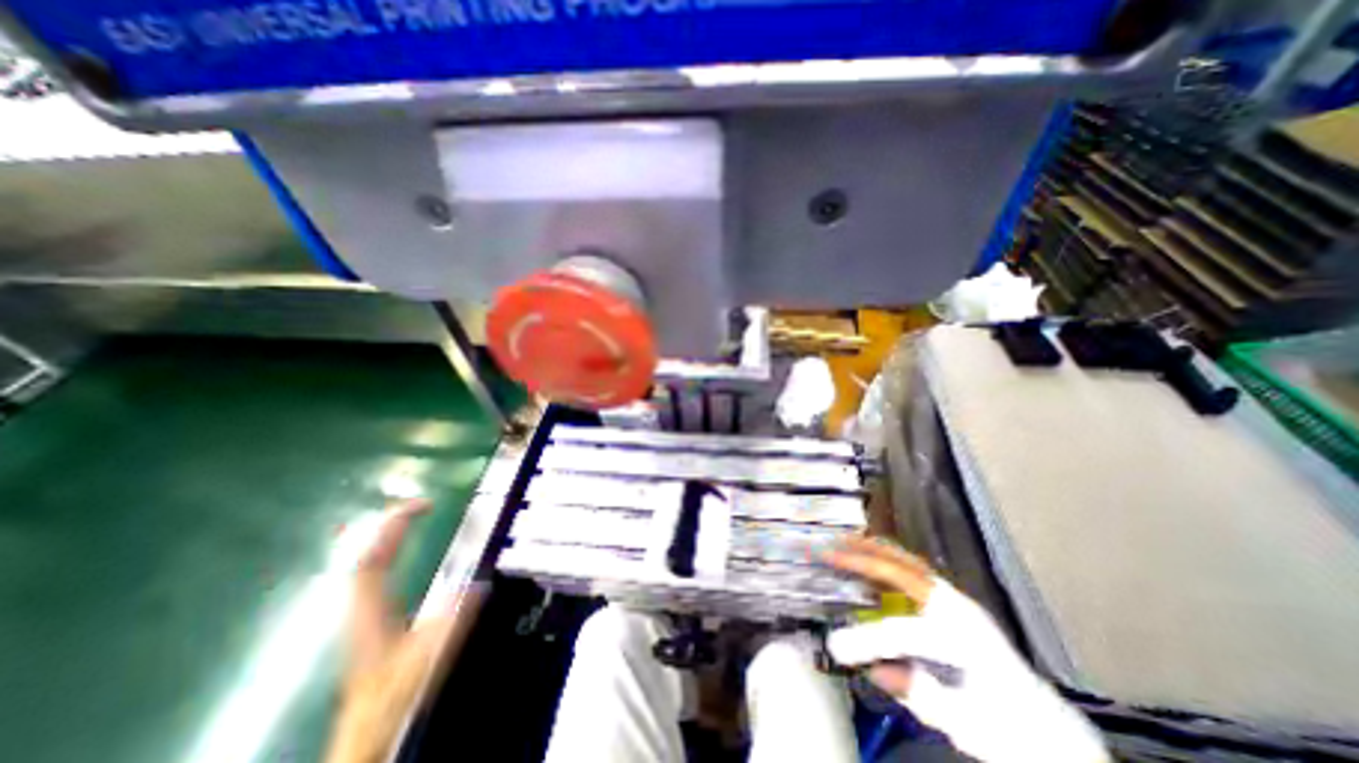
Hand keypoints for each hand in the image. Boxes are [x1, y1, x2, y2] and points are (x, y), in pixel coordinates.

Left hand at [325, 501, 482, 762]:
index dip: (395, 525)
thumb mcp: (430, 654)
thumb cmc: (396, 692)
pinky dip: (387, 553)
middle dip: (391, 524)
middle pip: (366, 552)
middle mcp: (360, 603)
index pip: (375, 555)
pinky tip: (399, 552)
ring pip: (367, 562)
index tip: (424, 504)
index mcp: (371, 607)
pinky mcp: (368, 616)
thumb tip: (479, 584)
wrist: (369, 729)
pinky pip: (373, 573)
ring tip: (411, 519)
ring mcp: (361, 610)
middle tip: (421, 505)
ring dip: (388, 536)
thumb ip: (453, 620)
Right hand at [822, 537, 1106, 762]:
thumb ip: (917, 692)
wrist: (1048, 729)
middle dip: (862, 558)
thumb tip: (872, 669)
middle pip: (902, 571)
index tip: (835, 646)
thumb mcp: (963, 723)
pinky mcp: (951, 601)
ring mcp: (955, 600)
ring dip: (873, 549)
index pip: (901, 631)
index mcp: (963, 641)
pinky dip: (887, 557)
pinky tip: (871, 558)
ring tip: (845, 542)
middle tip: (829, 549)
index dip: (865, 638)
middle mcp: (957, 609)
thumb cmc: (1007, 728)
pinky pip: (912, 568)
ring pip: (908, 562)